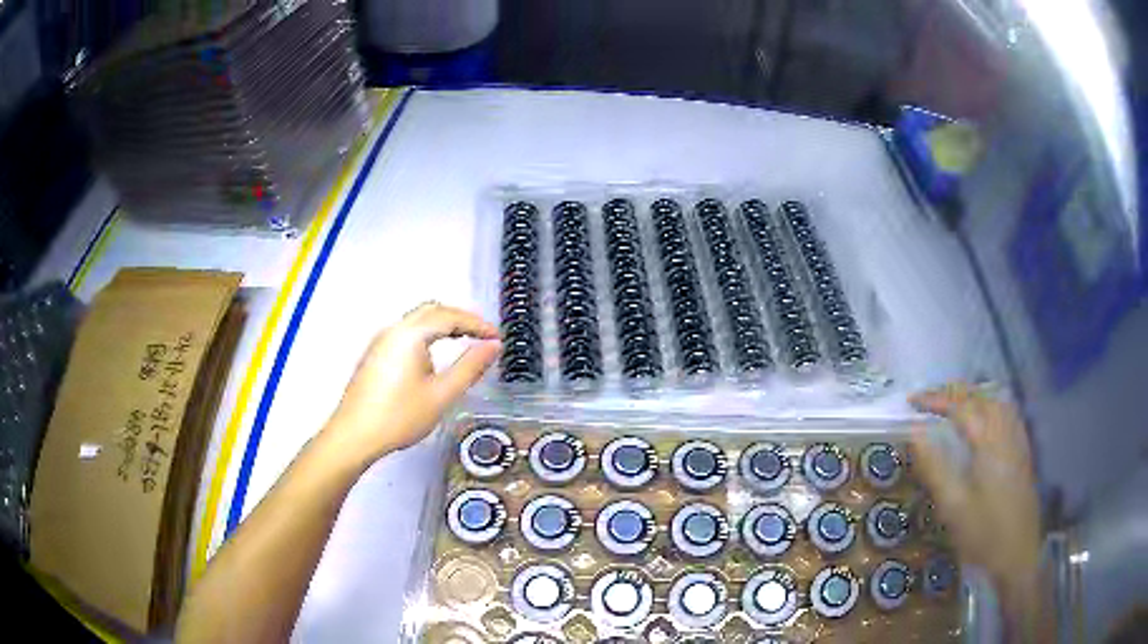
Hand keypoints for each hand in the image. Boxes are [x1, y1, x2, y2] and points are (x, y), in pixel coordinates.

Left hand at [325, 302, 500, 466]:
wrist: (354, 435)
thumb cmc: (399, 417)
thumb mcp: (441, 395)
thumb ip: (470, 367)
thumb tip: (493, 346)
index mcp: (411, 334)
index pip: (450, 316)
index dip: (477, 324)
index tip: (496, 337)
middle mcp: (394, 330)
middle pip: (431, 310)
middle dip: (459, 318)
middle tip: (482, 336)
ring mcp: (380, 341)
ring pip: (416, 320)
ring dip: (442, 325)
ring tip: (463, 342)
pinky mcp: (374, 354)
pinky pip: (405, 332)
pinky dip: (426, 333)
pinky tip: (432, 355)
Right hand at [909, 383, 1042, 616]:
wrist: (1019, 553)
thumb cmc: (983, 533)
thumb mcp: (953, 506)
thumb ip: (934, 467)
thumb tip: (915, 433)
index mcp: (988, 442)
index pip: (960, 407)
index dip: (935, 400)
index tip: (911, 402)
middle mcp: (1005, 431)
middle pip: (980, 396)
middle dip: (953, 392)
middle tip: (928, 400)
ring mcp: (1017, 440)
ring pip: (996, 400)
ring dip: (972, 395)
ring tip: (953, 403)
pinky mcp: (1023, 451)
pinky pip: (1007, 412)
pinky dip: (990, 404)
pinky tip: (985, 417)